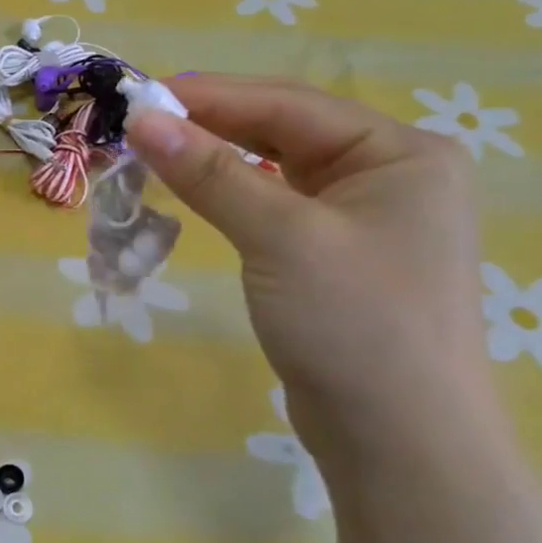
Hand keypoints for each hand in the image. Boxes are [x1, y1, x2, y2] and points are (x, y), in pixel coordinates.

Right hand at [125, 75, 499, 463]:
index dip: (211, 96)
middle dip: (212, 126)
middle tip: (139, 126)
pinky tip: (198, 194)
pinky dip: (233, 197)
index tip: (140, 96)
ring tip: (156, 154)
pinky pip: (277, 207)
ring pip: (277, 169)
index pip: (289, 104)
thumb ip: (212, 173)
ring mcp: (365, 219)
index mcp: (401, 153)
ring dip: (218, 161)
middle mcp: (389, 175)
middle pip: (285, 131)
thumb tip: (142, 120)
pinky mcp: (337, 257)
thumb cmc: (355, 325)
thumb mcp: (281, 237)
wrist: (401, 446)